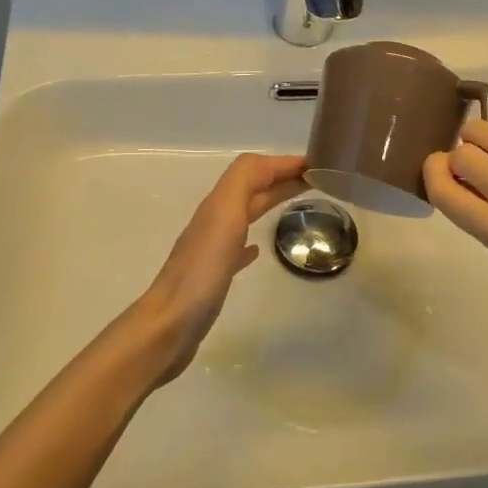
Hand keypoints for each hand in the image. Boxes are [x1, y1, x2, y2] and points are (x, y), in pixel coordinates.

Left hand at [133, 152, 307, 384]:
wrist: (170, 325)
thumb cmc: (203, 270)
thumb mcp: (225, 214)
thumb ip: (243, 181)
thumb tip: (270, 163)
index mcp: (219, 204)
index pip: (253, 169)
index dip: (282, 163)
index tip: (316, 164)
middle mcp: (215, 221)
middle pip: (251, 189)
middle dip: (281, 178)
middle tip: (317, 180)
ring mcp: (212, 249)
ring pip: (245, 214)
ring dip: (270, 201)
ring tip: (298, 202)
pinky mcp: (213, 275)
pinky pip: (236, 248)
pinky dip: (251, 240)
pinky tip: (258, 249)